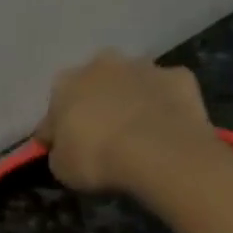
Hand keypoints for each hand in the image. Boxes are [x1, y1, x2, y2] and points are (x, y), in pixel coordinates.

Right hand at [33, 51, 216, 192]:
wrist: (156, 150)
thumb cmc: (98, 159)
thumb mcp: (63, 169)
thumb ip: (59, 153)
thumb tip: (63, 149)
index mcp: (66, 84)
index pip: (54, 110)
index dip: (59, 132)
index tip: (67, 151)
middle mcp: (102, 63)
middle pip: (95, 85)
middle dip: (98, 106)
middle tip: (106, 139)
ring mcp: (143, 66)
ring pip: (133, 82)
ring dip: (133, 101)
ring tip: (140, 135)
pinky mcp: (178, 77)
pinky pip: (168, 92)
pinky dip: (167, 107)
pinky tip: (169, 130)